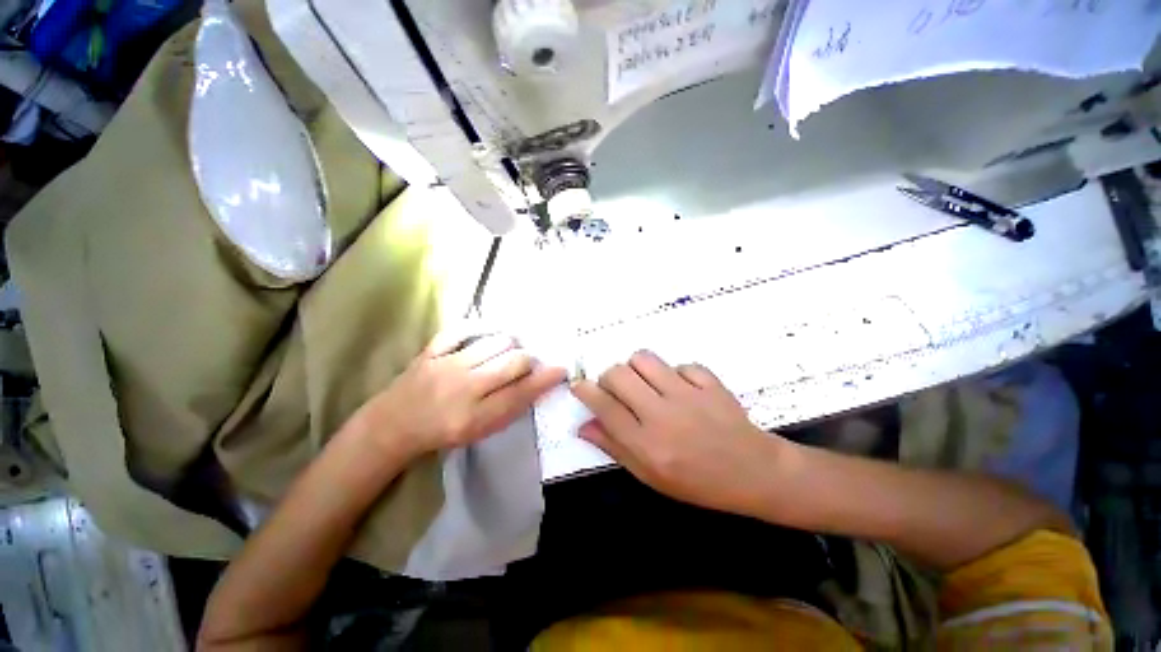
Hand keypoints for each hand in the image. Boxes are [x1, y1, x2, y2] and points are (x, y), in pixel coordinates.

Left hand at [359, 330, 565, 458]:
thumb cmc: (443, 432)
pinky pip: (462, 329)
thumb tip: (537, 384)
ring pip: (495, 343)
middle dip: (530, 359)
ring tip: (510, 348)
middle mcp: (464, 389)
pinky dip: (481, 326)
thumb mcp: (480, 431)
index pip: (522, 394)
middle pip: (513, 362)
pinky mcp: (431, 350)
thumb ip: (509, 408)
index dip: (546, 379)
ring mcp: (446, 365)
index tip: (561, 369)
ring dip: (510, 344)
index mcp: (476, 417)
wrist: (393, 425)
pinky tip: (490, 332)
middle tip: (530, 361)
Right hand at [570, 351, 782, 515]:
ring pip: (644, 359)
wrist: (753, 473)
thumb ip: (615, 448)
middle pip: (618, 374)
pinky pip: (679, 364)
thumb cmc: (697, 482)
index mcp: (646, 444)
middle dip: (609, 377)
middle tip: (617, 389)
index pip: (604, 406)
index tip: (579, 385)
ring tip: (646, 383)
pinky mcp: (708, 382)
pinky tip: (681, 389)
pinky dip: (674, 374)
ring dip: (637, 368)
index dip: (585, 391)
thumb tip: (583, 425)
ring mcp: (688, 395)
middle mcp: (662, 415)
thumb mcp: (650, 476)